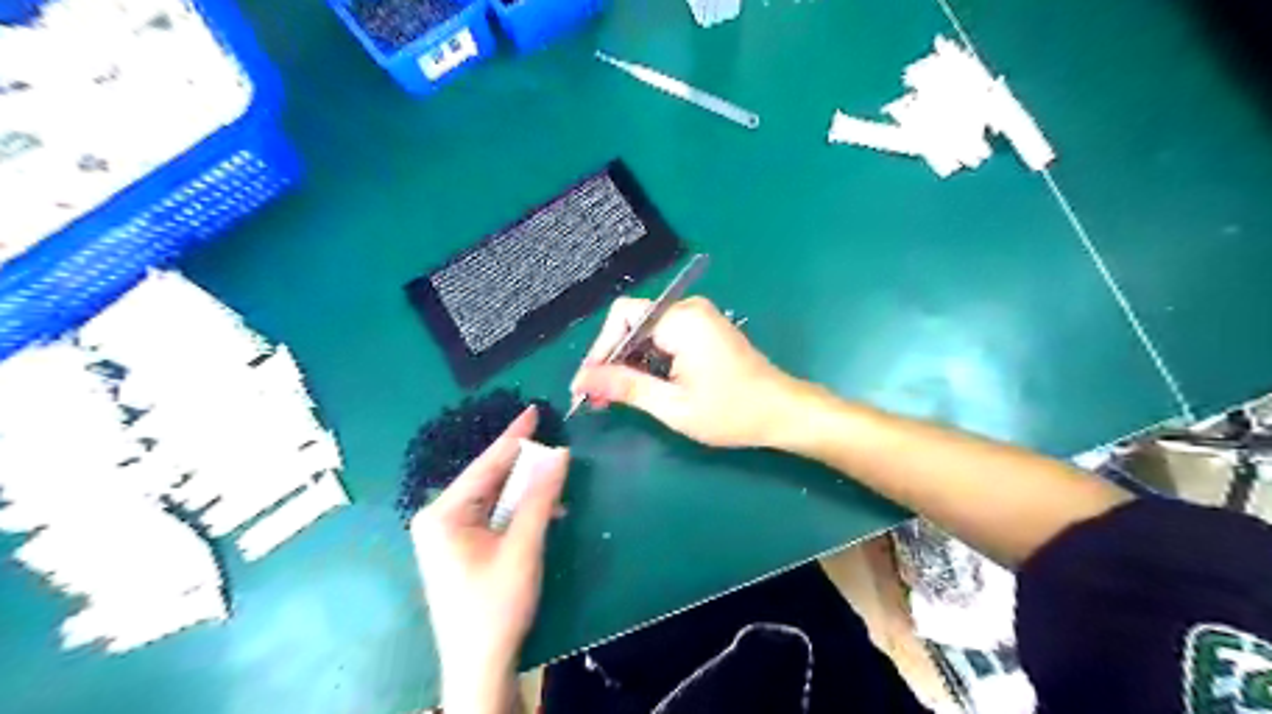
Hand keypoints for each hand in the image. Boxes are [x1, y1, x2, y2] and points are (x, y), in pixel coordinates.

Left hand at [411, 407, 568, 713]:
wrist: (479, 665)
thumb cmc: (496, 604)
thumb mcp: (523, 546)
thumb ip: (540, 496)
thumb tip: (559, 452)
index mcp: (442, 513)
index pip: (485, 464)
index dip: (515, 436)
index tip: (535, 409)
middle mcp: (439, 518)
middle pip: (489, 479)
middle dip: (523, 464)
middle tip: (552, 442)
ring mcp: (448, 535)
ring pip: (494, 498)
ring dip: (526, 491)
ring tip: (556, 479)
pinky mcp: (461, 549)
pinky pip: (494, 517)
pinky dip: (520, 512)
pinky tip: (545, 511)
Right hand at [572, 298, 808, 447]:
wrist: (781, 411)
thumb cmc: (731, 412)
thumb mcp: (673, 406)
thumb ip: (626, 388)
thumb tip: (582, 380)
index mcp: (682, 320)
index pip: (622, 318)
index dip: (599, 349)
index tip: (587, 385)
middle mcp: (688, 308)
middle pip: (632, 322)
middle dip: (612, 359)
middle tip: (598, 397)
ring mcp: (698, 317)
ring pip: (645, 331)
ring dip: (629, 362)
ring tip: (615, 396)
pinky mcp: (703, 329)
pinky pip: (662, 336)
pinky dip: (648, 360)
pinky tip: (642, 386)